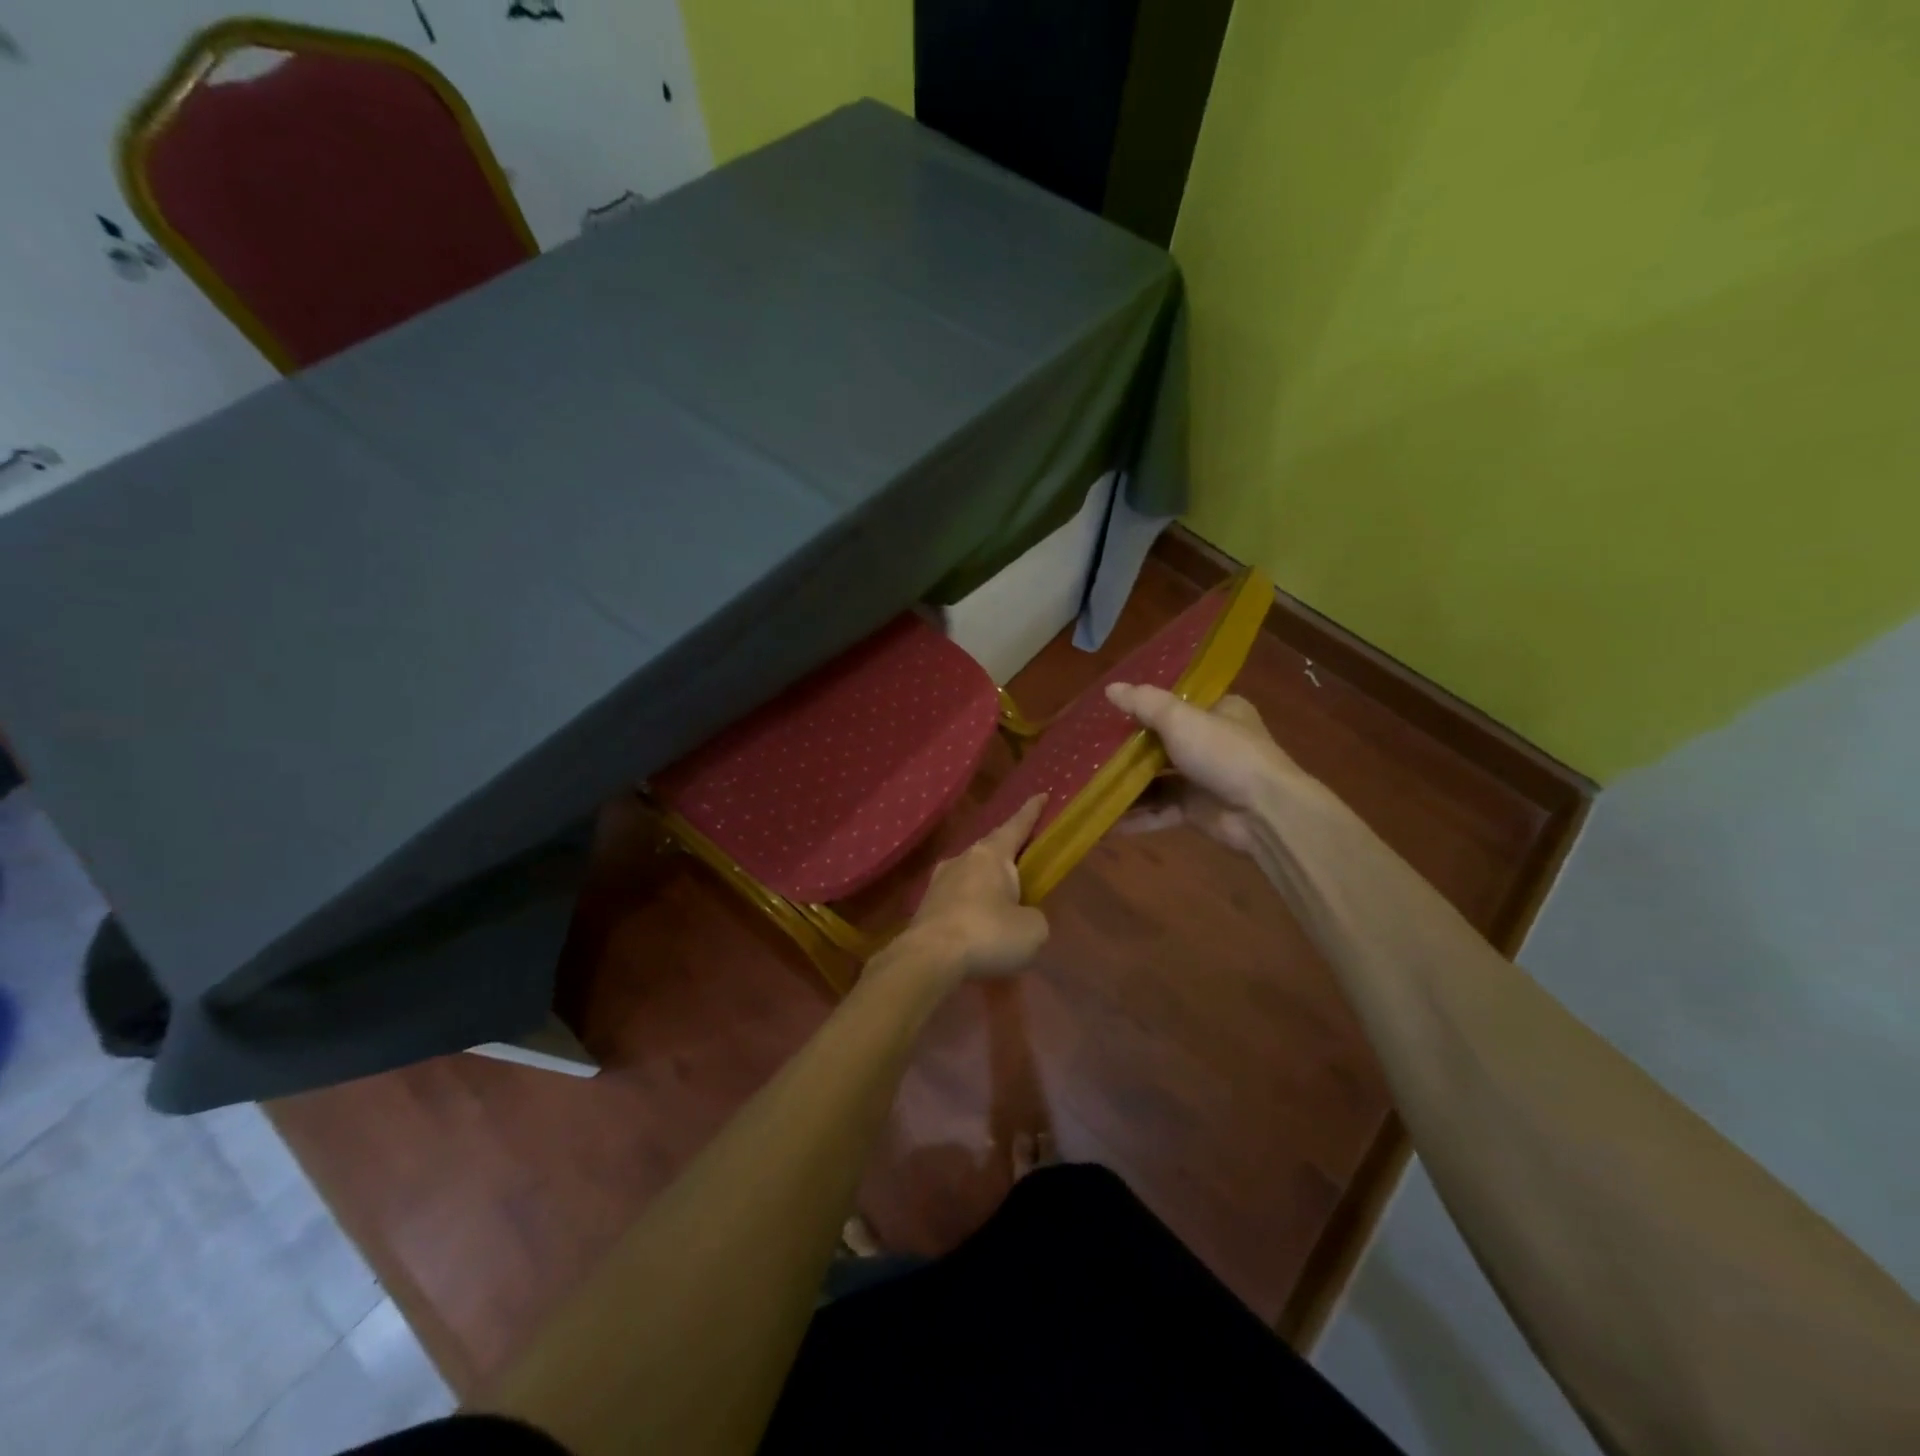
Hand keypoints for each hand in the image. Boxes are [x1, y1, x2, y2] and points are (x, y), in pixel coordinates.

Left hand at [900, 793, 1050, 978]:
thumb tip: (1021, 917)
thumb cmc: (988, 933)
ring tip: (1001, 903)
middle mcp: (962, 859)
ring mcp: (939, 882)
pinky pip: (957, 900)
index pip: (1016, 826)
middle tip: (1024, 862)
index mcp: (991, 855)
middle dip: (1008, 855)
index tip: (1042, 795)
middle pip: (991, 850)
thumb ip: (1033, 916)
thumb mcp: (1032, 929)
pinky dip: (971, 909)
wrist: (929, 958)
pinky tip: (978, 927)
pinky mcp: (926, 907)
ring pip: (971, 875)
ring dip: (986, 885)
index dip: (1031, 812)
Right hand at [1104, 684, 1305, 854]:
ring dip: (1127, 784)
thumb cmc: (1224, 753)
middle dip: (1128, 748)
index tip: (1112, 709)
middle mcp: (1212, 743)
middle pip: (1162, 742)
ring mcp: (1204, 779)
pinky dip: (1136, 816)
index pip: (1179, 702)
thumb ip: (1144, 703)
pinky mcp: (1196, 811)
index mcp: (1219, 711)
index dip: (1146, 704)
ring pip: (1157, 779)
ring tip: (1089, 784)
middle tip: (1090, 748)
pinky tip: (1104, 821)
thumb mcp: (1180, 719)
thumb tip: (1110, 688)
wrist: (1264, 812)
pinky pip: (1159, 810)